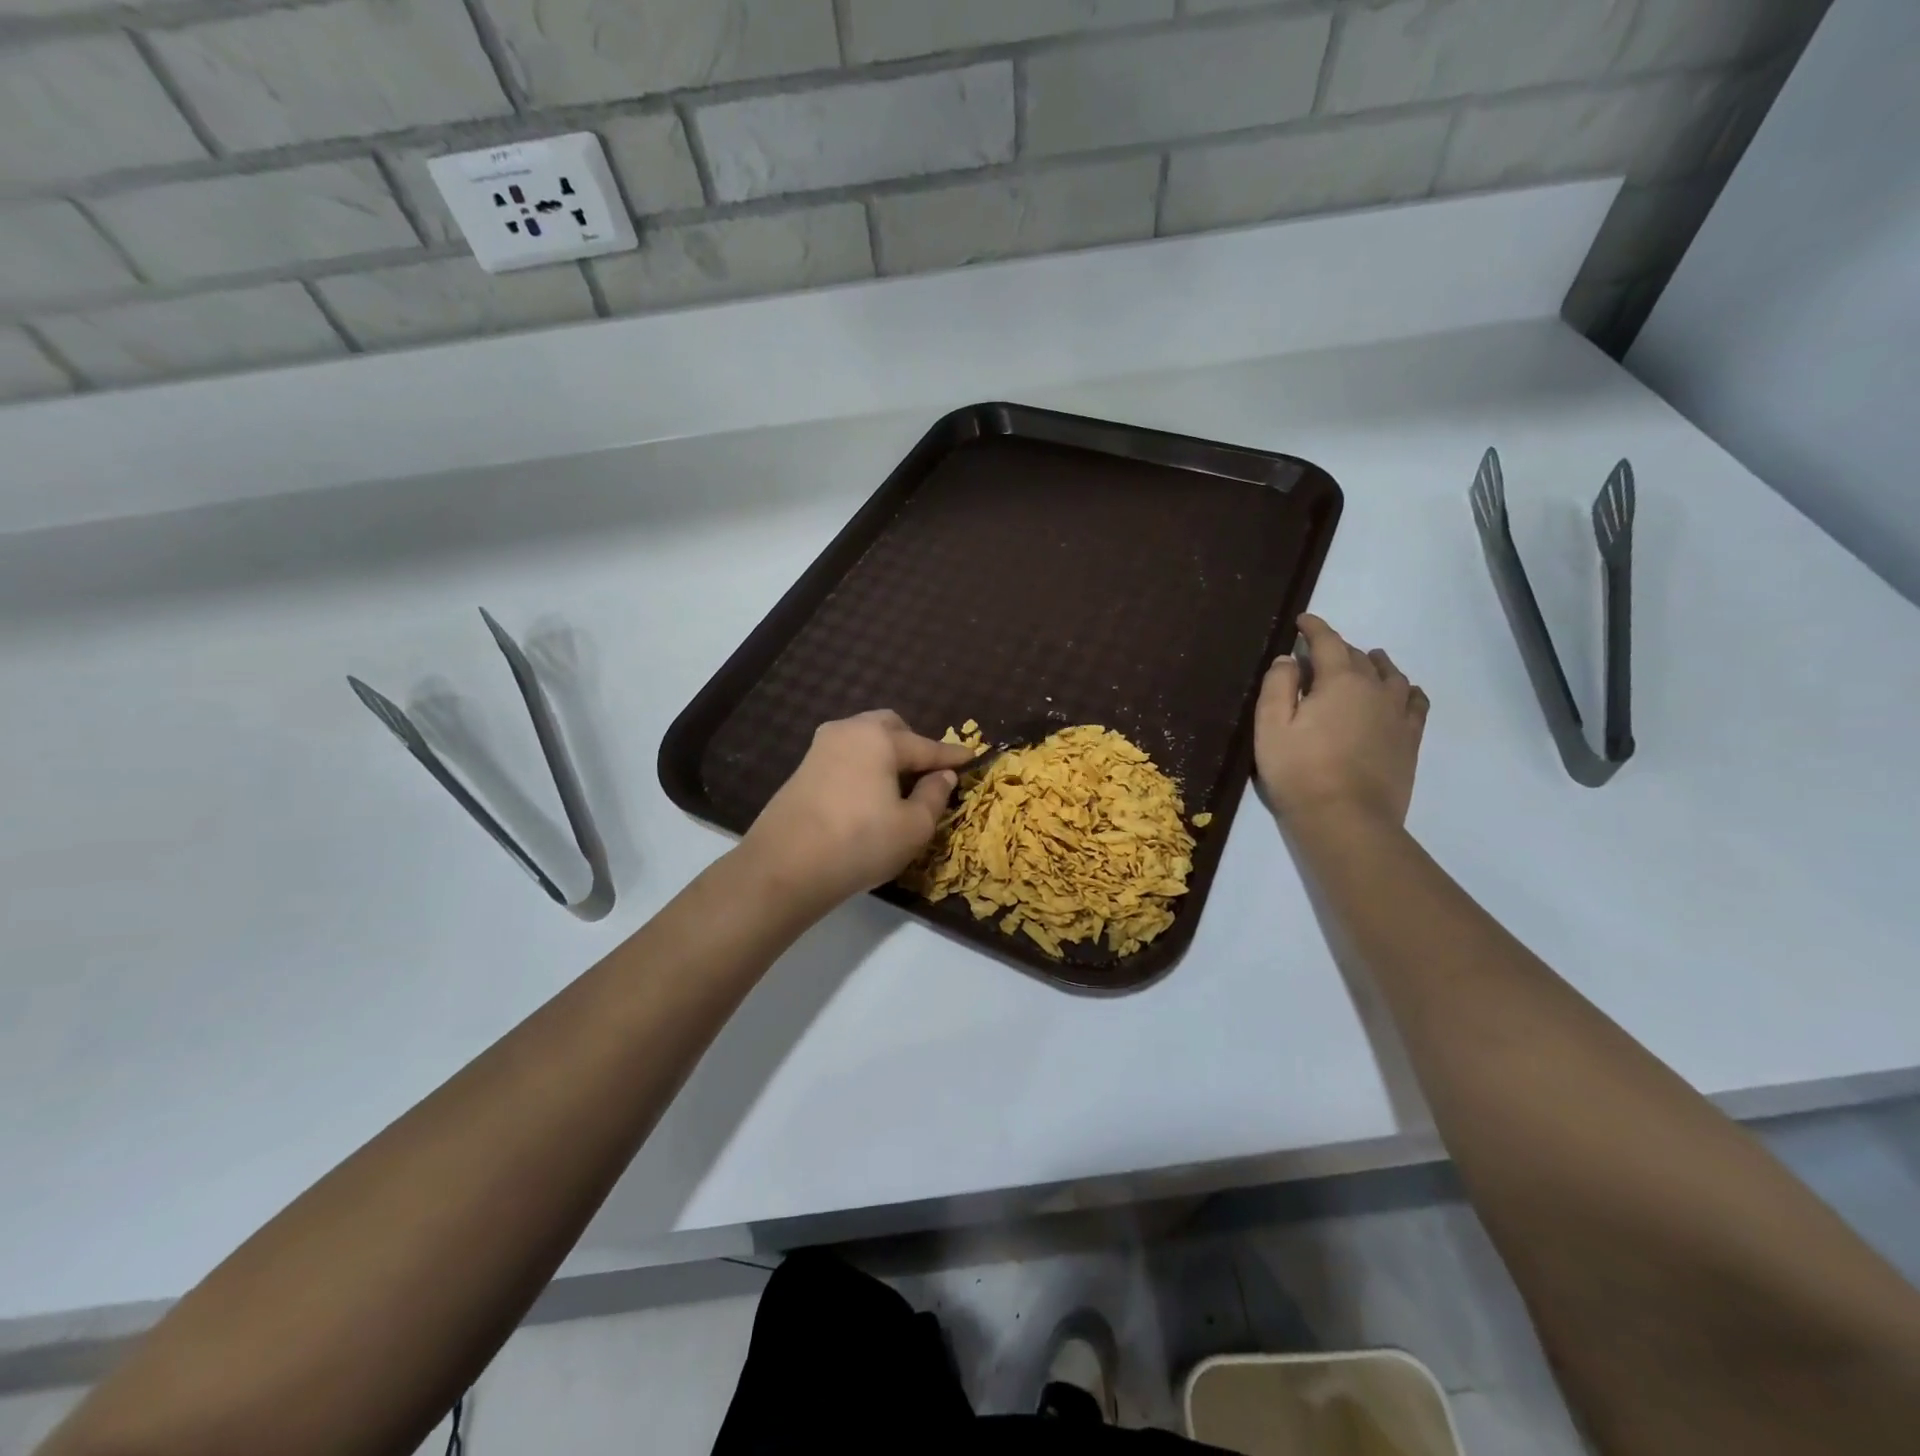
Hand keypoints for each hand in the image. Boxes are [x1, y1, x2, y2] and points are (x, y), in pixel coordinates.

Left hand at [739, 710, 977, 912]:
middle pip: (890, 728)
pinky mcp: (802, 769)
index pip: (926, 745)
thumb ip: (934, 796)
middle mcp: (848, 731)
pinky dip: (863, 767)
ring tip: (898, 787)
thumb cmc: (860, 843)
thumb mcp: (913, 827)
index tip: (972, 758)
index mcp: (879, 738)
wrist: (785, 867)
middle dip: (913, 745)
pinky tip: (867, 796)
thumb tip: (942, 775)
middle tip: (928, 773)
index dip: (952, 756)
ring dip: (886, 755)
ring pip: (864, 740)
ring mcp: (820, 748)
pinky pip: (845, 757)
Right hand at [1254, 615, 1428, 828]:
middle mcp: (1376, 689)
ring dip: (1376, 664)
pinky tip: (1403, 692)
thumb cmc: (1299, 771)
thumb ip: (1278, 686)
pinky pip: (1416, 703)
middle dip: (1338, 648)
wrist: (1346, 820)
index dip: (1314, 628)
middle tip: (1319, 654)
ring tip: (1367, 661)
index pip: (1329, 642)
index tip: (1302, 621)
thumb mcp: (1271, 726)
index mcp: (1340, 681)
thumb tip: (1288, 659)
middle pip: (1359, 657)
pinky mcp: (1410, 740)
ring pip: (1393, 675)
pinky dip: (1407, 690)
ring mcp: (1398, 715)